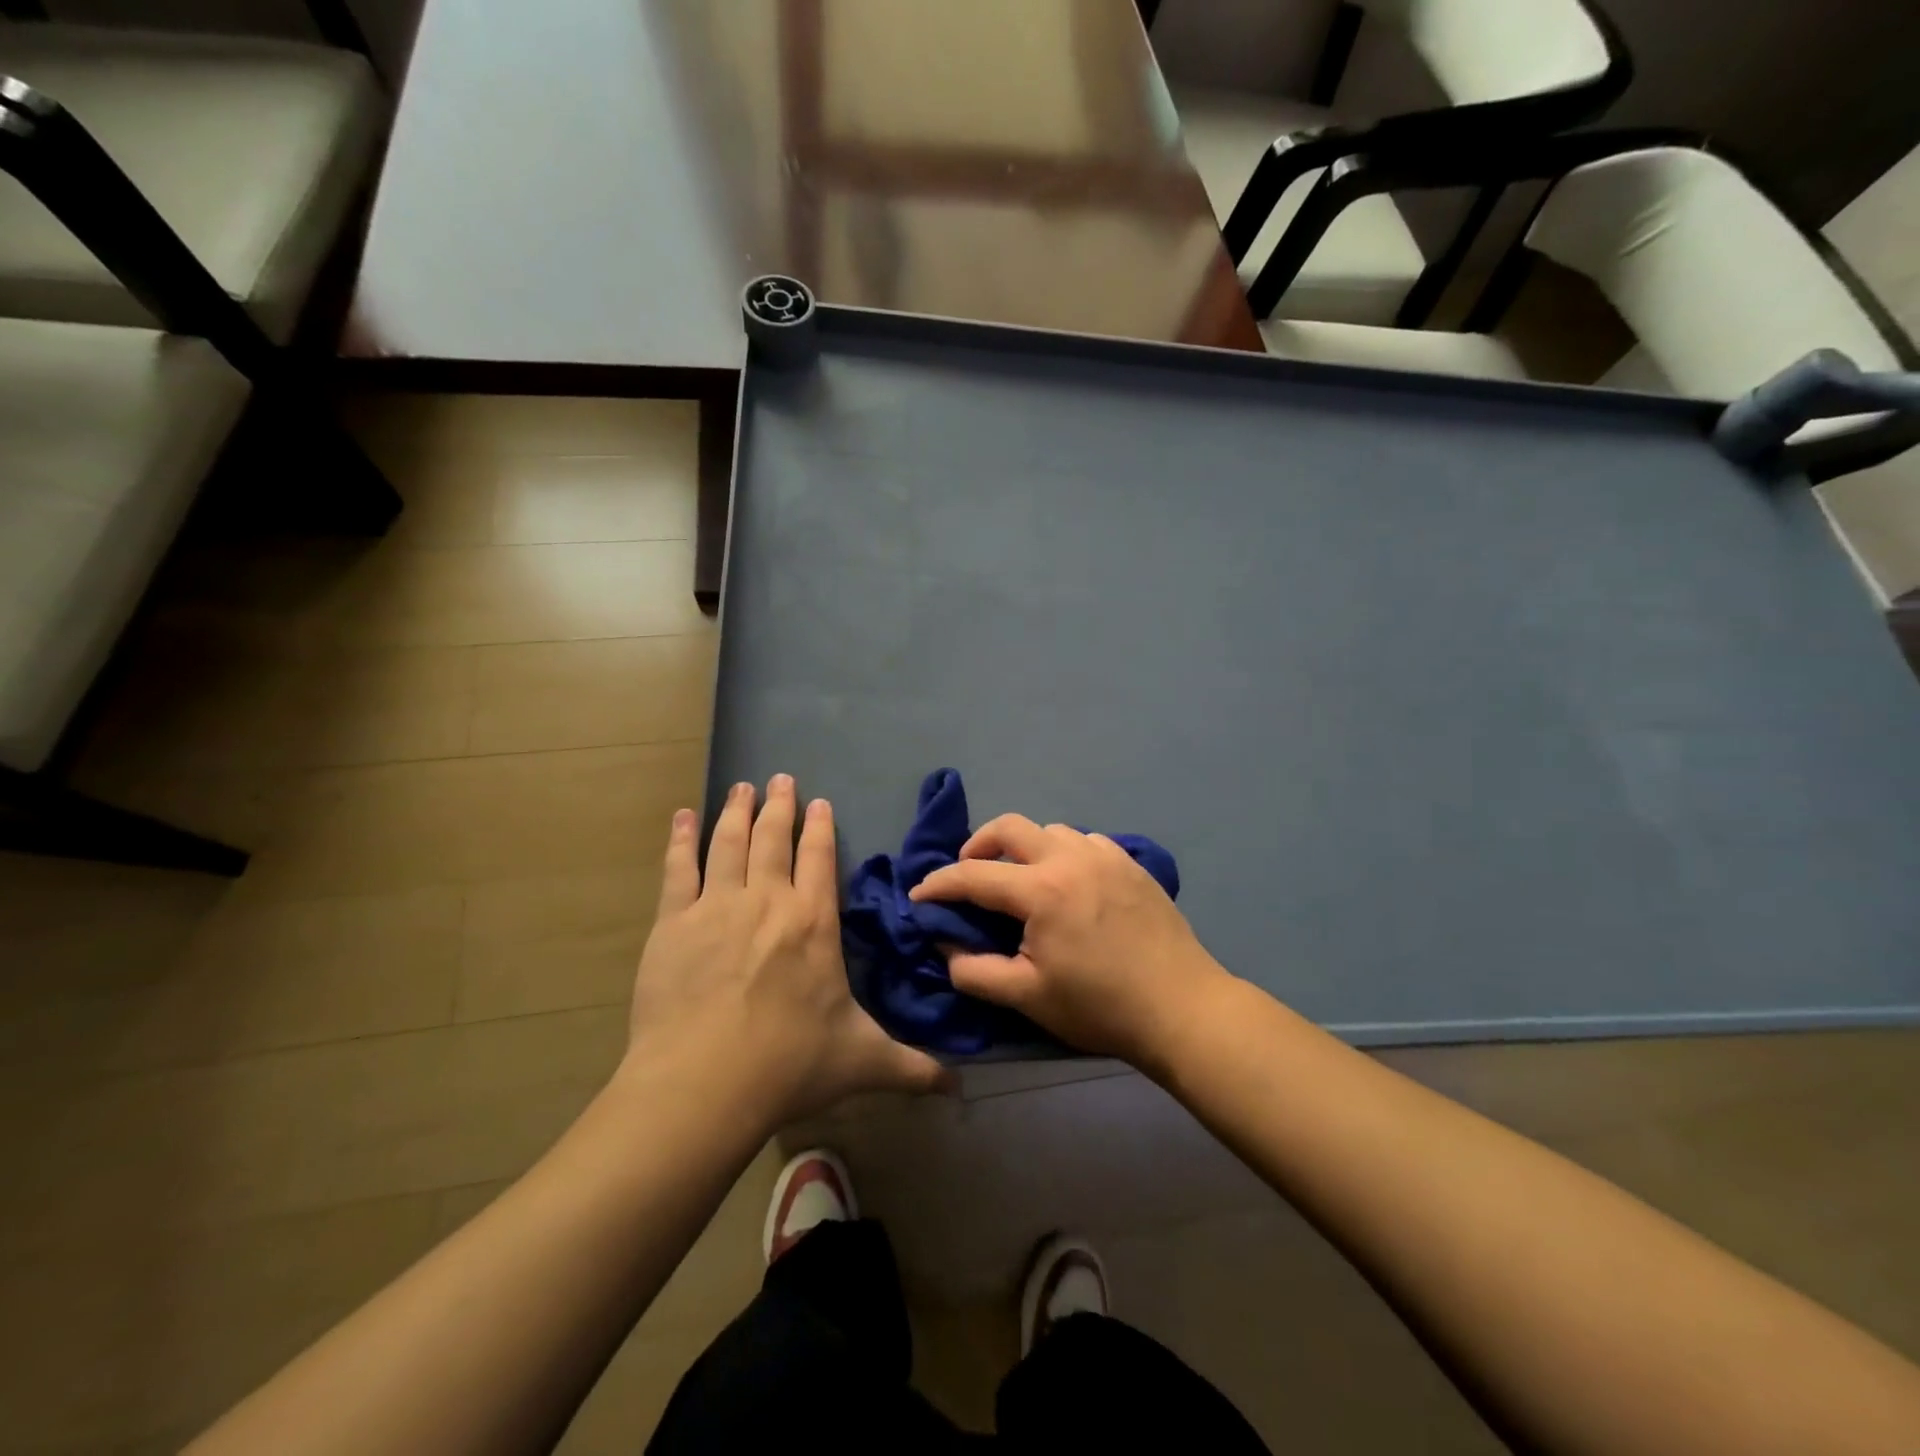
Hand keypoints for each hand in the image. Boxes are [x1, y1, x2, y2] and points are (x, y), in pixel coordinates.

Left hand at [626, 775, 947, 1123]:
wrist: (704, 1083)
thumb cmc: (790, 1064)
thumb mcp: (862, 1061)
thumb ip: (911, 1067)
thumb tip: (958, 1087)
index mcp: (814, 922)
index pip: (821, 858)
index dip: (821, 827)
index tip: (819, 802)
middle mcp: (768, 901)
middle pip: (774, 838)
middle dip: (779, 806)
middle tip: (779, 779)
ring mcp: (717, 906)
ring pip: (729, 843)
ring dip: (737, 811)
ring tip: (742, 787)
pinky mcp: (672, 923)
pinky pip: (678, 869)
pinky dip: (680, 840)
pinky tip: (682, 818)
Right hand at [910, 815, 1232, 1067]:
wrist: (1182, 1009)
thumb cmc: (1100, 1007)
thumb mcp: (1027, 997)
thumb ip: (975, 970)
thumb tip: (945, 945)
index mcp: (1042, 890)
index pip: (974, 874)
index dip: (939, 884)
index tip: (919, 896)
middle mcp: (1071, 858)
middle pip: (1011, 827)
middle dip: (978, 844)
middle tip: (969, 873)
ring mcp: (1106, 856)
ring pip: (1051, 831)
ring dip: (1025, 847)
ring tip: (1021, 879)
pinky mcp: (1131, 864)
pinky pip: (1086, 842)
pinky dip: (1064, 853)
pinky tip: (1069, 882)